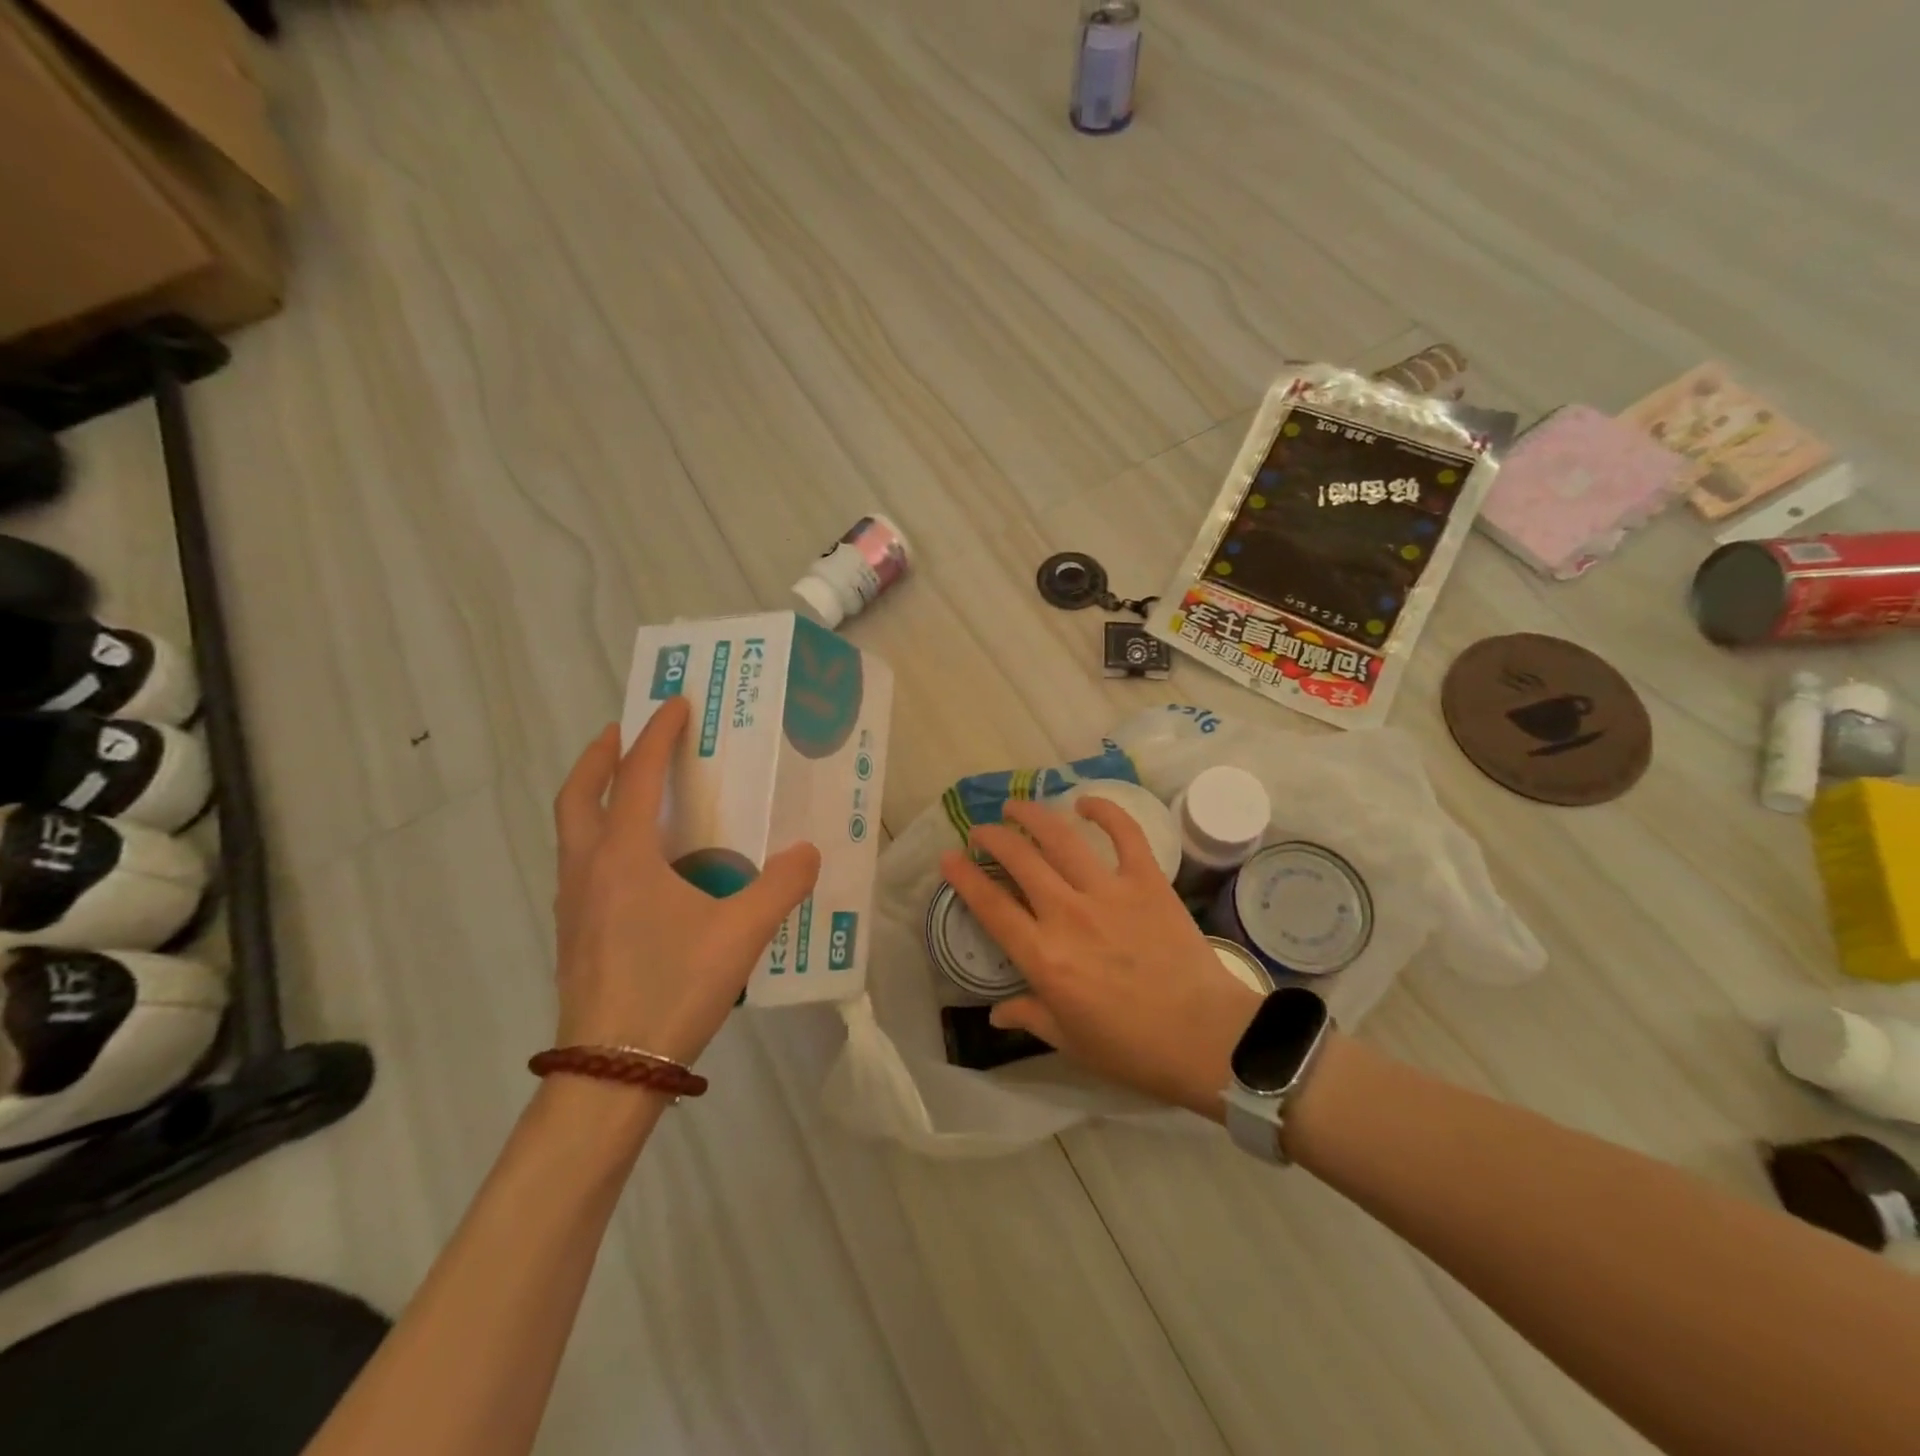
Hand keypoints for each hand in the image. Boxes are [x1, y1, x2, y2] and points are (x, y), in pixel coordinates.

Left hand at [551, 697, 820, 1065]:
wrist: (611, 1070)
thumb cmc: (672, 987)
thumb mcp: (742, 932)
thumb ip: (781, 886)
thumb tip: (808, 852)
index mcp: (624, 855)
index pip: (637, 775)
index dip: (657, 734)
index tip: (676, 704)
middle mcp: (588, 868)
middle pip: (579, 794)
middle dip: (602, 755)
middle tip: (627, 732)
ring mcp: (574, 903)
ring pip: (573, 830)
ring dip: (597, 796)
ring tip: (635, 791)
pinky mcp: (575, 933)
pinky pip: (582, 863)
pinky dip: (602, 837)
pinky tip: (641, 864)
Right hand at [941, 797, 1262, 1118]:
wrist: (1206, 1038)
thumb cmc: (1132, 1048)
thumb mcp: (1070, 1041)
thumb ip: (1030, 1016)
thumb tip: (996, 1012)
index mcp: (1044, 957)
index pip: (991, 906)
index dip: (963, 877)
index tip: (948, 858)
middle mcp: (1068, 914)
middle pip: (1019, 860)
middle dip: (993, 837)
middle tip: (982, 831)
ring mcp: (1109, 892)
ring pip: (1061, 838)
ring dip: (1033, 816)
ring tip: (1017, 807)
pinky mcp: (1147, 881)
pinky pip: (1124, 834)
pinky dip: (1105, 811)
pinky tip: (1085, 802)